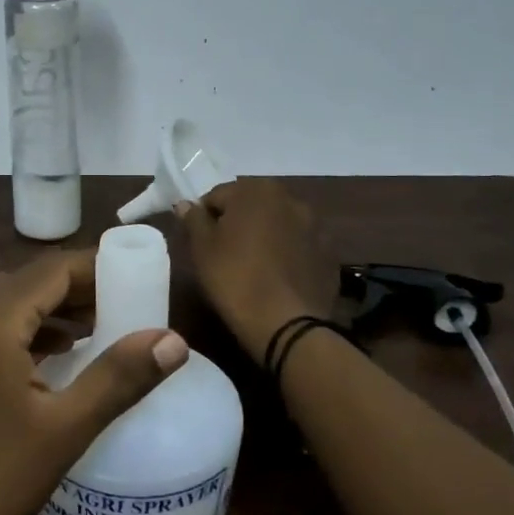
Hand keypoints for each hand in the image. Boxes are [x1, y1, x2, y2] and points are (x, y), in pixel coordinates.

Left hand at [0, 252, 190, 514]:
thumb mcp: (64, 429)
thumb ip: (119, 378)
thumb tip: (174, 340)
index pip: (53, 268)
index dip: (98, 267)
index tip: (139, 278)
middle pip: (28, 281)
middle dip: (78, 288)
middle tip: (127, 305)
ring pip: (6, 304)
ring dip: (51, 310)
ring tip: (99, 329)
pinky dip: (24, 331)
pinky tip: (52, 359)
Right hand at [177, 179, 339, 364]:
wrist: (285, 324)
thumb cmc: (234, 277)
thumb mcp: (201, 248)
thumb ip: (193, 219)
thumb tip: (185, 204)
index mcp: (256, 190)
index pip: (218, 195)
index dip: (204, 218)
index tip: (200, 242)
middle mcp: (290, 199)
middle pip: (251, 205)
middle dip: (237, 222)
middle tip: (224, 253)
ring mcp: (314, 225)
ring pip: (277, 224)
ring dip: (264, 235)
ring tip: (252, 265)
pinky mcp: (328, 253)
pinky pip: (298, 245)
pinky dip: (286, 253)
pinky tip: (275, 277)